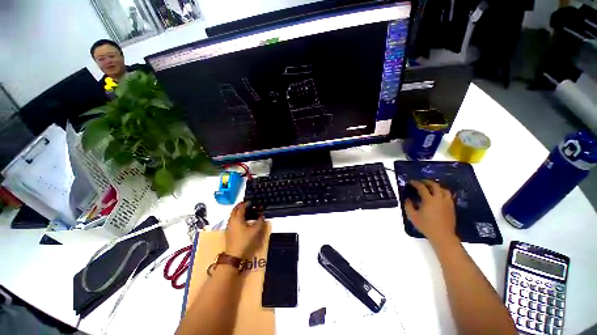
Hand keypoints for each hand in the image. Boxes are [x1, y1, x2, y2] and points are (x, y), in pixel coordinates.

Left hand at [225, 202, 265, 258]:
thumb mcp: (255, 230)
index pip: (241, 207)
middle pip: (234, 209)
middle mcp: (231, 220)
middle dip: (240, 206)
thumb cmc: (245, 240)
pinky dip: (237, 216)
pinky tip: (242, 219)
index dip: (246, 203)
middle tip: (247, 204)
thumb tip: (262, 215)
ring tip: (246, 211)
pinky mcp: (228, 231)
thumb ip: (259, 221)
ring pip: (232, 214)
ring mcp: (229, 226)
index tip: (251, 201)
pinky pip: (232, 219)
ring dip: (238, 211)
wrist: (234, 254)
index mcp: (237, 218)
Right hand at [404, 180, 457, 246]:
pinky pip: (448, 195)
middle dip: (427, 182)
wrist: (442, 235)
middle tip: (421, 182)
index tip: (410, 182)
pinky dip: (442, 192)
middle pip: (434, 185)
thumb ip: (408, 206)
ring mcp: (447, 202)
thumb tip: (408, 199)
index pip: (422, 187)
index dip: (415, 183)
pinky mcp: (452, 207)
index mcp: (429, 200)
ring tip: (430, 187)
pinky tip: (438, 196)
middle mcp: (439, 198)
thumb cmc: (426, 226)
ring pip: (443, 189)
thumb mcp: (412, 216)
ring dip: (436, 186)